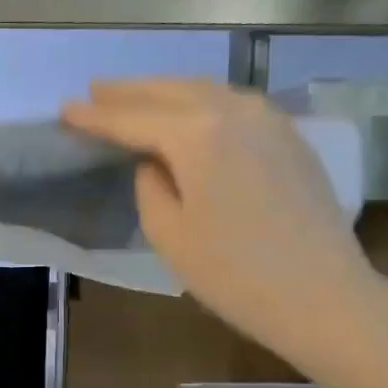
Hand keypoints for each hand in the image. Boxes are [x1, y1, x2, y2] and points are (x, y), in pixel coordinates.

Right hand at [63, 79, 378, 366]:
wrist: (322, 295)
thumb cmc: (234, 273)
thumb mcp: (169, 234)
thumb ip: (150, 186)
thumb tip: (156, 163)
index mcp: (197, 134)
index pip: (132, 119)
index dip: (96, 117)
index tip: (65, 110)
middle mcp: (234, 111)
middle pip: (170, 92)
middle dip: (129, 92)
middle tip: (95, 92)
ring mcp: (268, 120)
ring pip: (205, 92)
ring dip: (165, 92)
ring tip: (134, 97)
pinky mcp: (289, 137)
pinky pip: (233, 105)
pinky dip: (201, 103)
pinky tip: (190, 113)